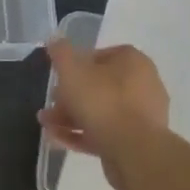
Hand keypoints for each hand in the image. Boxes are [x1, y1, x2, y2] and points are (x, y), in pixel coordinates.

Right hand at [39, 40, 170, 188]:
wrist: (133, 151)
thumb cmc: (102, 101)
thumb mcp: (72, 71)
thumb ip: (61, 53)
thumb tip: (54, 39)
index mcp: (133, 62)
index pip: (103, 54)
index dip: (77, 63)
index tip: (60, 75)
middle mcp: (144, 85)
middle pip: (100, 85)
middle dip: (70, 95)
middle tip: (50, 103)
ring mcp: (142, 116)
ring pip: (101, 111)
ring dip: (71, 116)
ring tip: (46, 124)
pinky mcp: (137, 142)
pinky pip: (105, 132)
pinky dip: (82, 134)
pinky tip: (57, 139)